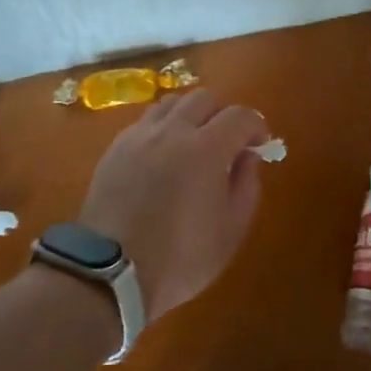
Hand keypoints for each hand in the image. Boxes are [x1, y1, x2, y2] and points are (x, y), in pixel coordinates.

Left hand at [79, 90, 269, 317]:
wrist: (111, 273)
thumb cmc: (180, 258)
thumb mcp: (231, 231)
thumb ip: (247, 186)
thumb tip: (248, 156)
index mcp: (206, 149)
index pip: (239, 115)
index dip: (256, 125)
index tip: (259, 145)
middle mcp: (172, 131)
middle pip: (204, 98)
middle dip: (223, 114)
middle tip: (227, 142)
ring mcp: (139, 136)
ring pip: (172, 103)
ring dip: (190, 115)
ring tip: (193, 143)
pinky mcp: (115, 148)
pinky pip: (146, 122)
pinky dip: (163, 128)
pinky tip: (163, 156)